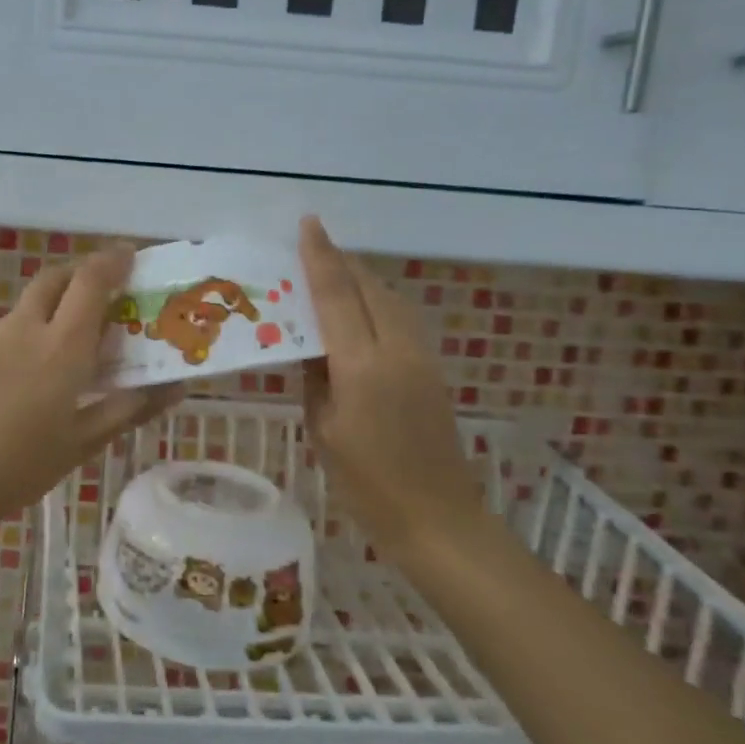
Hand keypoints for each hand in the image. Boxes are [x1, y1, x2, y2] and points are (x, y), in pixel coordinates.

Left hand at [0, 246, 181, 543]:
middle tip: (105, 288)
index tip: (132, 254)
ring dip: (55, 301)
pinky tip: (30, 370)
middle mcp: (24, 327)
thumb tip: (175, 387)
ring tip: (70, 337)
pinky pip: (8, 326)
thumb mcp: (81, 443)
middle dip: (83, 271)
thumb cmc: (18, 467)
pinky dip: (30, 328)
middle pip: (56, 276)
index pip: (91, 281)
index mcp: (60, 346)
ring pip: (29, 301)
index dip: (114, 260)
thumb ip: (129, 408)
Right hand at [298, 217, 484, 555]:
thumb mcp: (322, 429)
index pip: (336, 296)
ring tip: (331, 273)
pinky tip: (359, 310)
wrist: (437, 519)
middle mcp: (397, 350)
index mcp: (362, 366)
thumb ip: (313, 378)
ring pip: (390, 299)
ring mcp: (421, 357)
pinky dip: (376, 302)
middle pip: (368, 288)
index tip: (308, 224)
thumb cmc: (366, 483)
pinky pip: (401, 318)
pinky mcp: (433, 369)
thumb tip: (306, 345)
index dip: (320, 257)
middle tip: (310, 248)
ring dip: (361, 279)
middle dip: (341, 262)